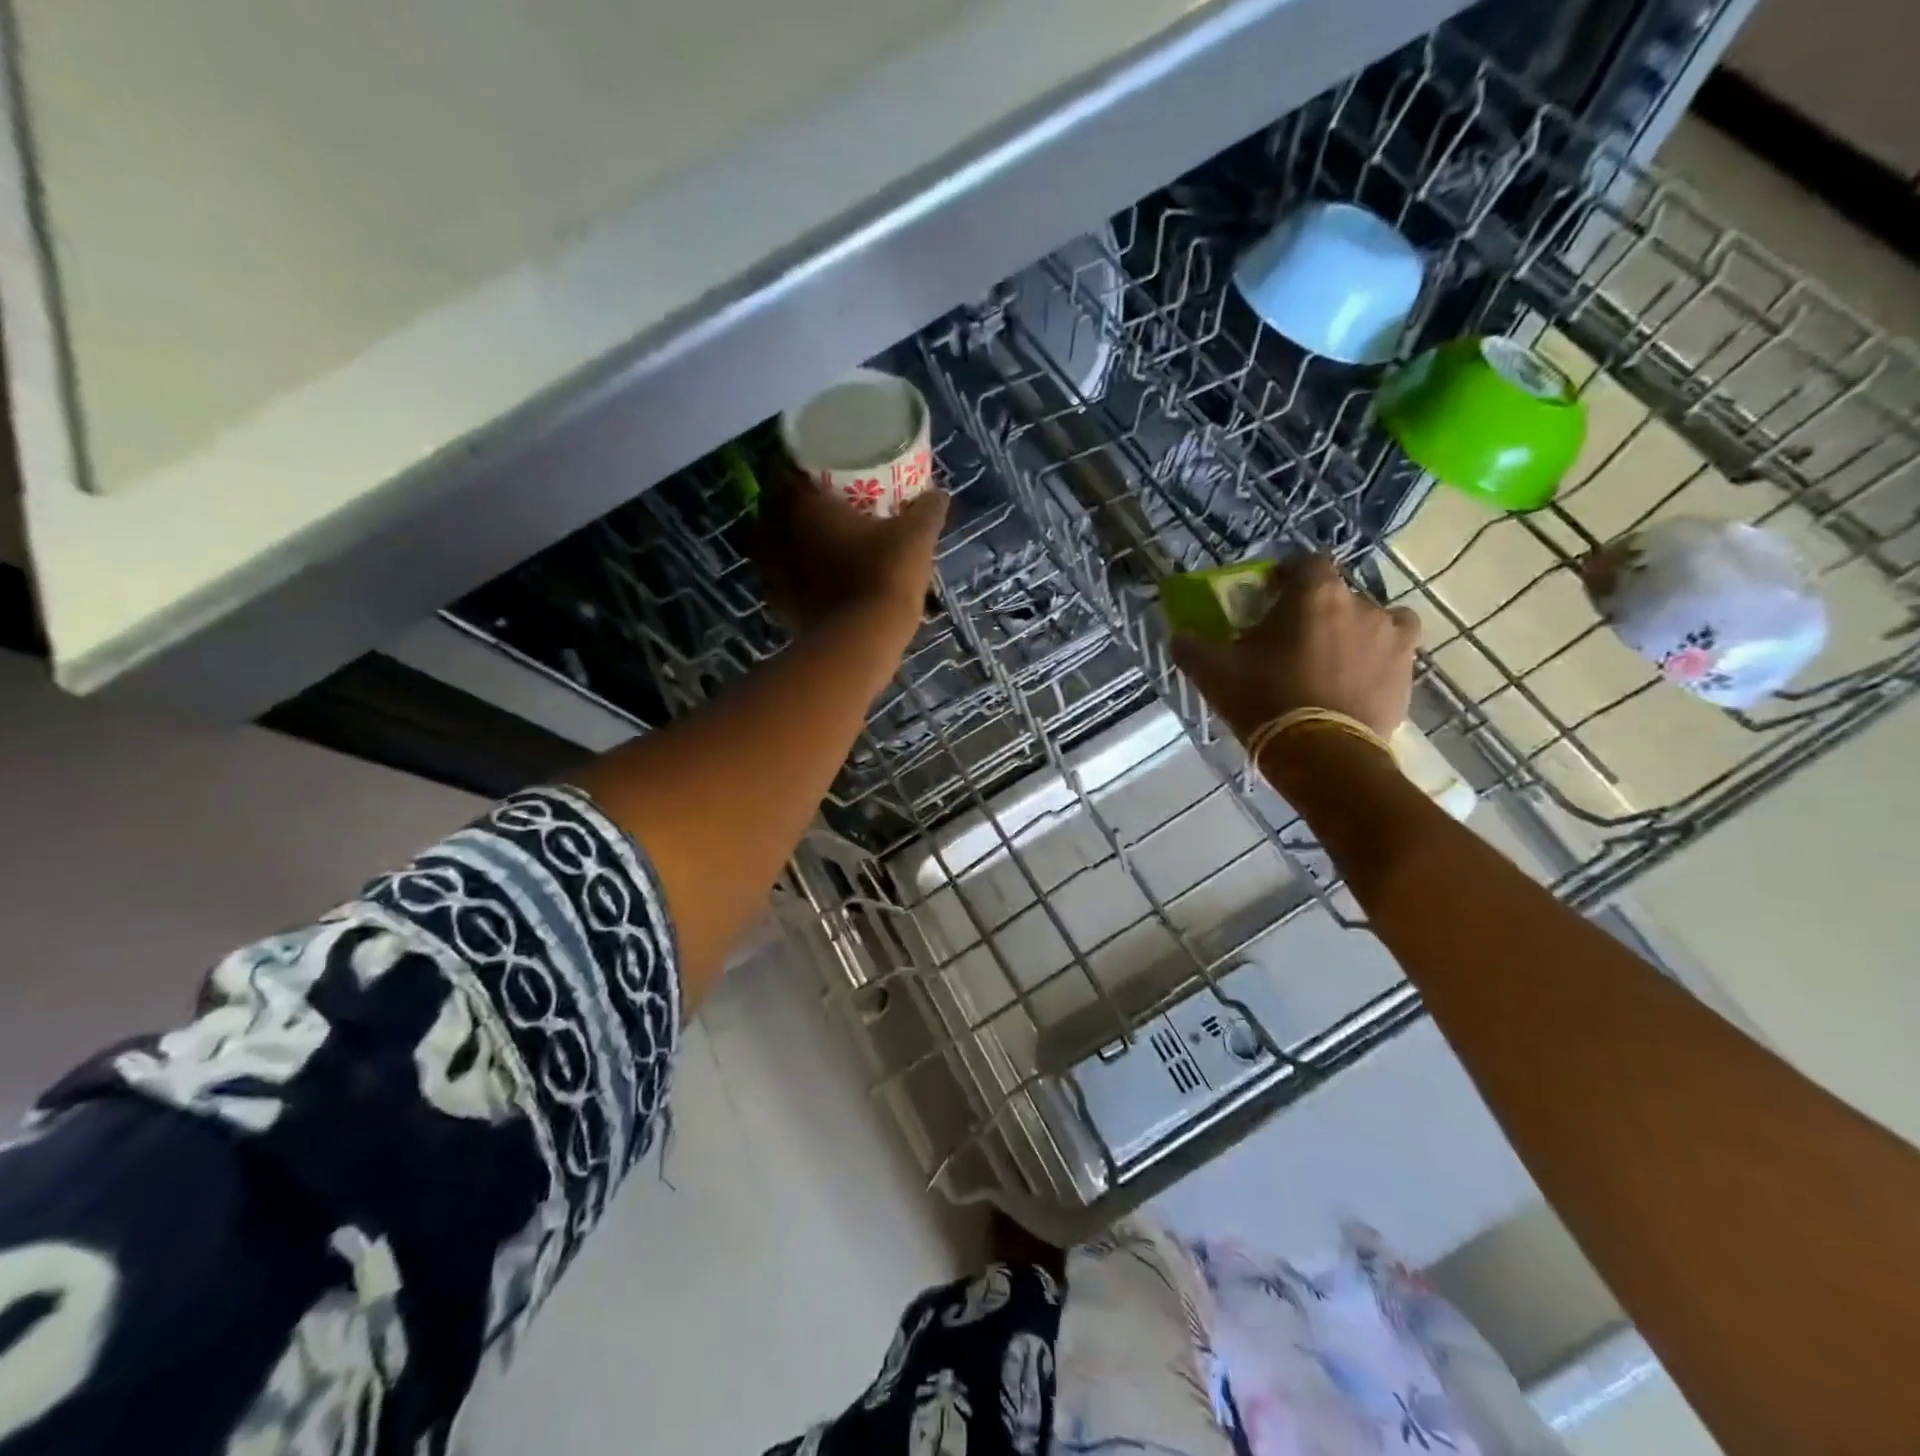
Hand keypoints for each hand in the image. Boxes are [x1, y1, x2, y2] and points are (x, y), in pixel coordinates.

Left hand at [754, 469, 948, 637]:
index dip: (804, 470)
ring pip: (774, 547)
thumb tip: (939, 494)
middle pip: (775, 510)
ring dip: (791, 544)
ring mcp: (774, 573)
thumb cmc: (885, 574)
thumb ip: (927, 510)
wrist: (864, 639)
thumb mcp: (916, 536)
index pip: (788, 472)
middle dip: (795, 508)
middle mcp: (779, 534)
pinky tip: (816, 582)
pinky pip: (782, 582)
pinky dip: (795, 579)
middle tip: (824, 510)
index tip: (823, 474)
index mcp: (804, 506)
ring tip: (818, 546)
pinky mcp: (780, 606)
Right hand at [1170, 555, 1420, 740]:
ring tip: (1328, 663)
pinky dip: (1373, 660)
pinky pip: (1391, 653)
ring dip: (1351, 633)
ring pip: (1370, 621)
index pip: (1306, 562)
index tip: (1271, 598)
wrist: (1322, 755)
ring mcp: (1392, 637)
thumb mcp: (1214, 672)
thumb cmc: (1266, 700)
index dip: (1288, 576)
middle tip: (1292, 641)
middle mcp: (1362, 604)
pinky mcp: (1406, 672)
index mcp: (1315, 594)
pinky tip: (1352, 684)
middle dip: (1316, 611)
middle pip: (1337, 594)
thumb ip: (1192, 645)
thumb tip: (1179, 633)